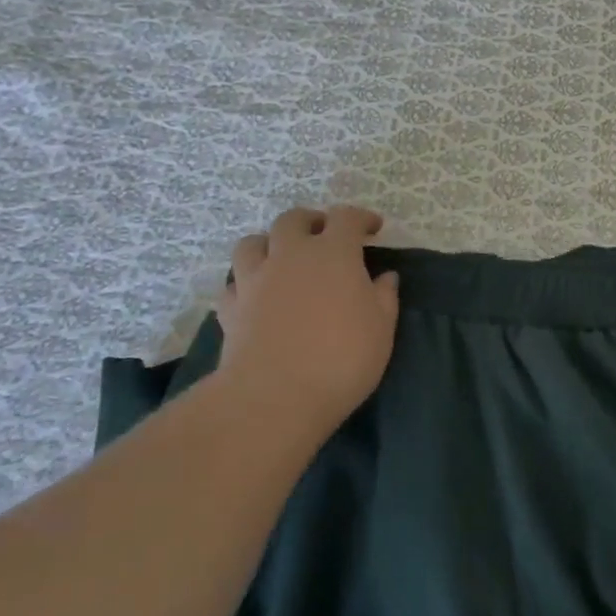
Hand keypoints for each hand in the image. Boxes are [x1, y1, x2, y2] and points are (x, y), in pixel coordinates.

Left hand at [213, 207, 400, 441]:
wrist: (274, 397)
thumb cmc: (341, 358)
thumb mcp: (381, 329)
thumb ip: (384, 297)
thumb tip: (385, 277)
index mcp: (334, 253)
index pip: (346, 218)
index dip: (361, 218)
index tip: (372, 228)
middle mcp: (291, 255)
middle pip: (293, 220)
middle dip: (310, 222)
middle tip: (323, 236)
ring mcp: (255, 280)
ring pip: (252, 244)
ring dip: (269, 244)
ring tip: (281, 259)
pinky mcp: (231, 308)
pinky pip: (234, 284)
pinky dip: (245, 284)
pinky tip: (256, 297)